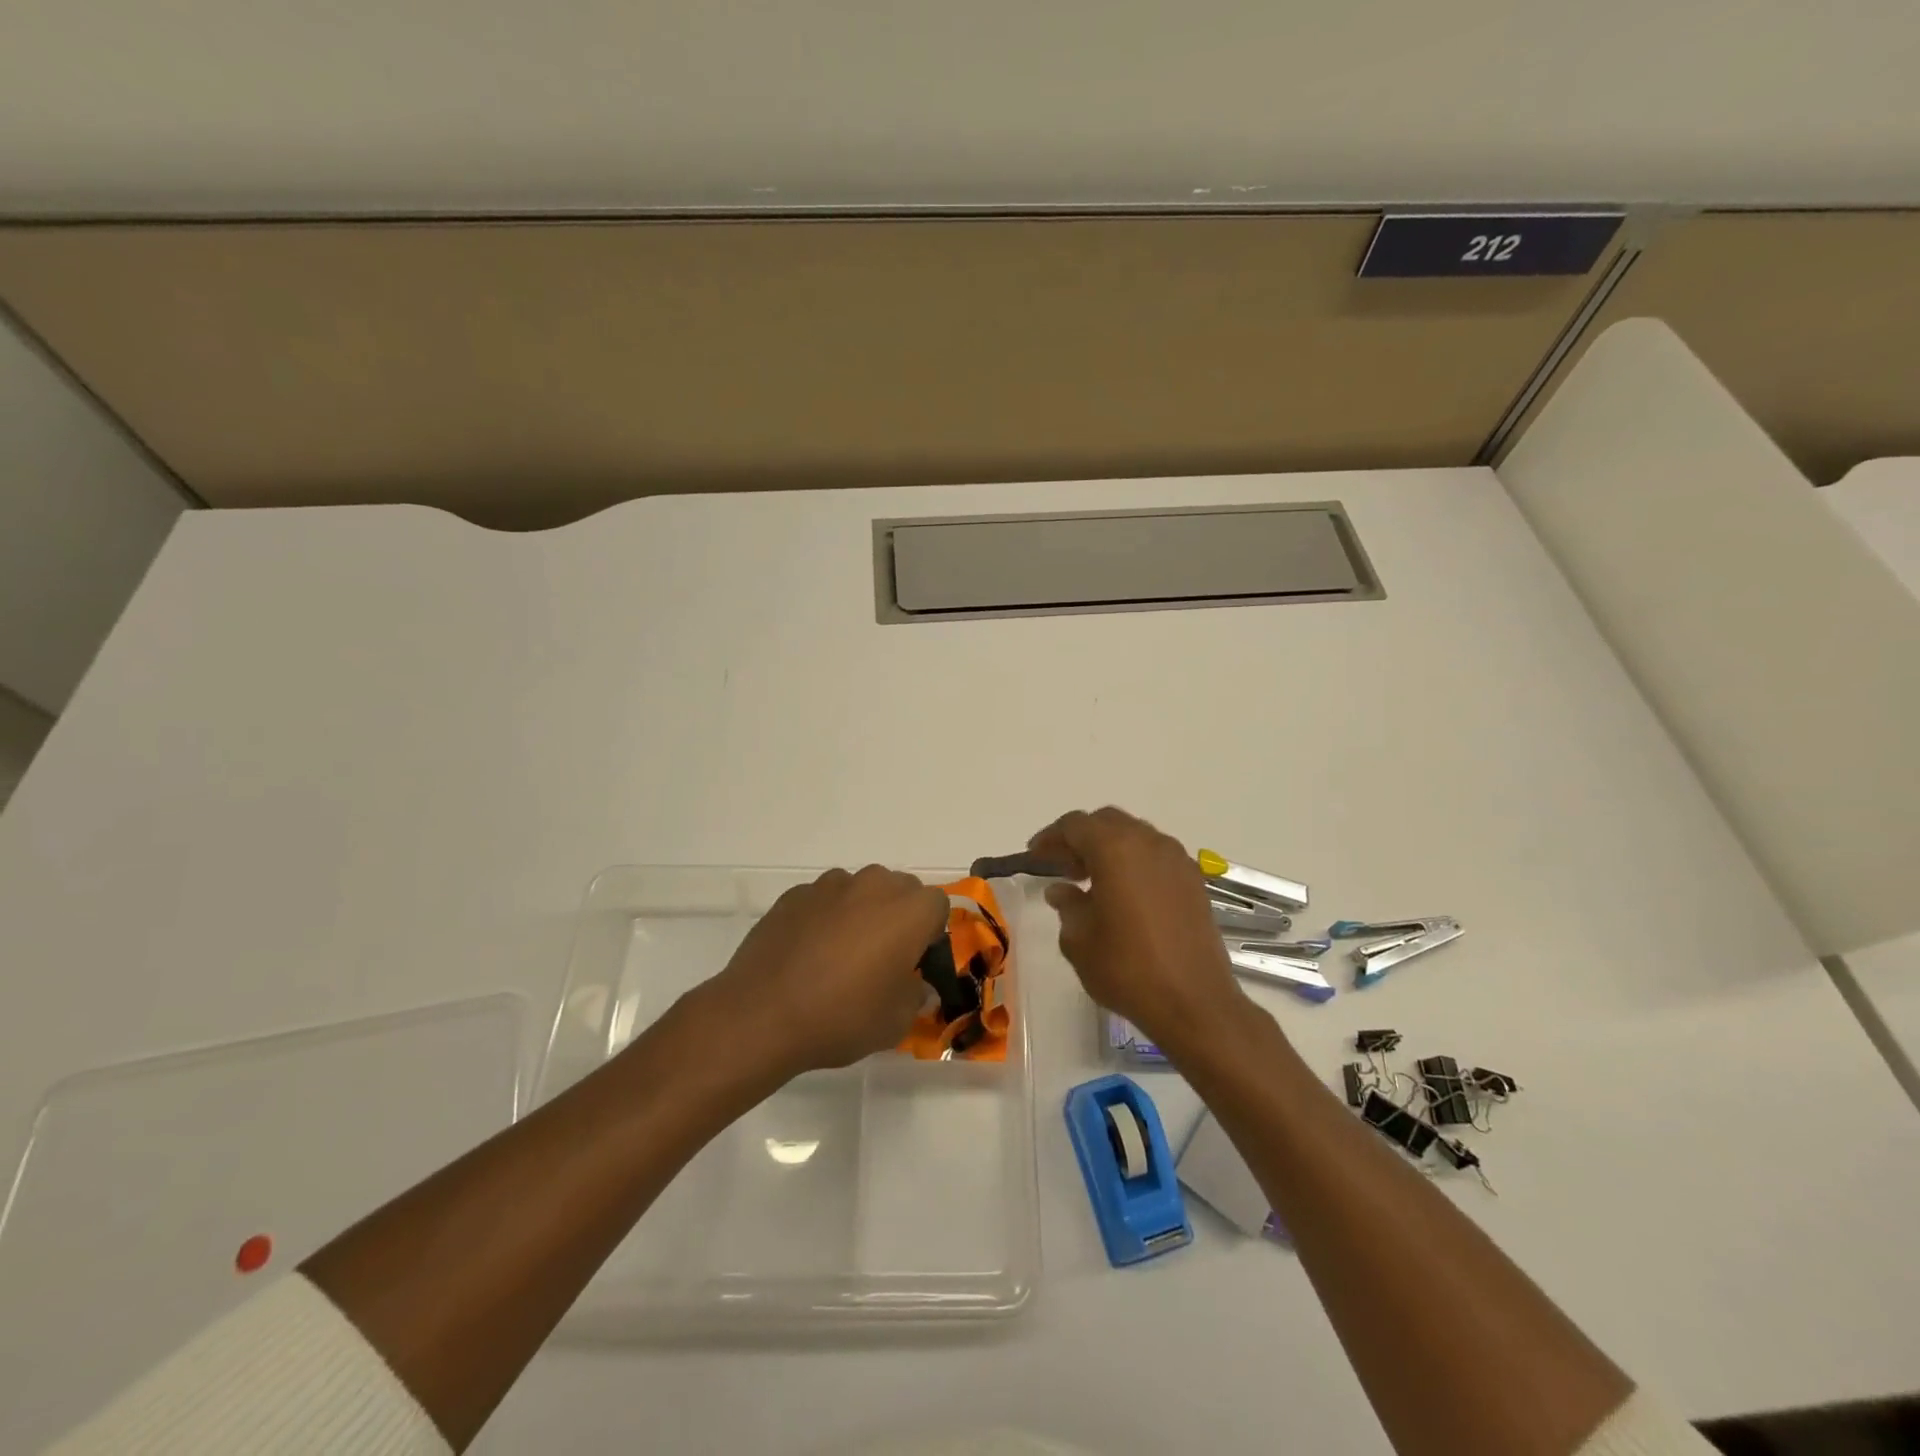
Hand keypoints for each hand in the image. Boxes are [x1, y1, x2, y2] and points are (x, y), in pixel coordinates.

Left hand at [703, 865, 950, 1077]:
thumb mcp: (895, 1022)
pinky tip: (808, 953)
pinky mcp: (795, 894)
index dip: (931, 933)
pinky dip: (825, 917)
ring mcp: (830, 885)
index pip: (937, 906)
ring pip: (860, 890)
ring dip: (861, 912)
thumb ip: (915, 996)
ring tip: (841, 955)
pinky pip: (824, 900)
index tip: (915, 962)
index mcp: (909, 911)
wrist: (762, 1014)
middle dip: (899, 916)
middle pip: (900, 889)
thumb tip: (914, 985)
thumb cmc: (841, 1017)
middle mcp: (874, 885)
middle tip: (882, 957)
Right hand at [1028, 807, 1247, 1050]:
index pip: (1075, 825)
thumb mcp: (1079, 940)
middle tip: (1063, 867)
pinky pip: (1156, 857)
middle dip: (1081, 839)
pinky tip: (1125, 895)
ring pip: (1135, 836)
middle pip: (1107, 823)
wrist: (1194, 1002)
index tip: (1035, 856)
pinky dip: (1135, 864)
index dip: (1050, 837)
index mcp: (1115, 848)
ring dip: (1110, 849)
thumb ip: (1067, 906)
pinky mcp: (1194, 881)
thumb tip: (1062, 890)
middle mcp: (1149, 843)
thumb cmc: (1127, 968)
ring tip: (1093, 882)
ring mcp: (1177, 860)